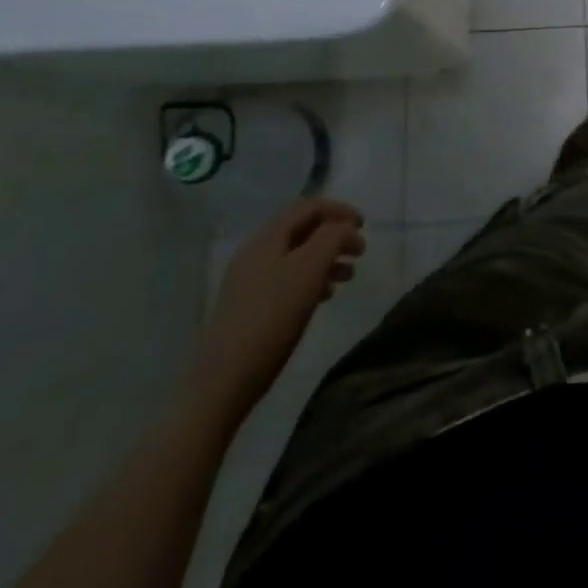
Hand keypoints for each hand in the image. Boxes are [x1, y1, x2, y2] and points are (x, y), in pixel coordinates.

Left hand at [184, 197, 365, 422]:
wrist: (223, 381)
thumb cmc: (271, 318)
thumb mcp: (309, 269)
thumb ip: (331, 238)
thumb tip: (344, 227)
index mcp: (267, 238)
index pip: (307, 206)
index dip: (339, 210)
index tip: (364, 226)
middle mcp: (255, 253)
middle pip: (301, 229)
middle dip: (334, 235)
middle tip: (360, 251)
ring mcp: (249, 281)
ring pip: (296, 256)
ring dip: (326, 258)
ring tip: (348, 276)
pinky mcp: (249, 307)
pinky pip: (288, 279)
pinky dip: (311, 279)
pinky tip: (324, 297)